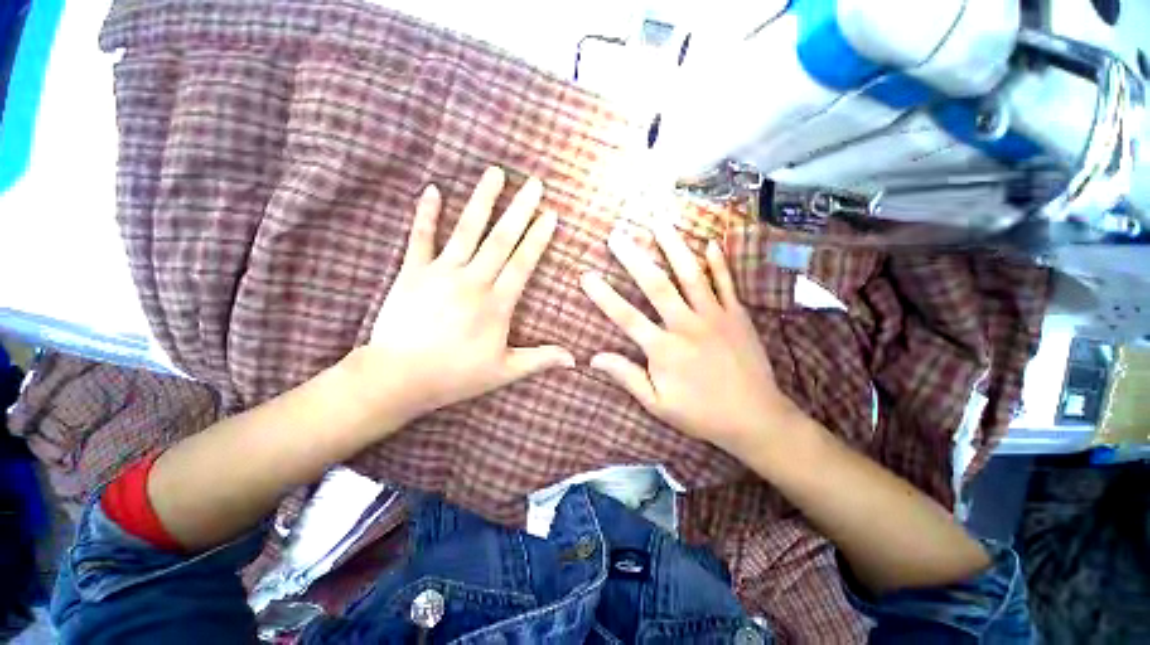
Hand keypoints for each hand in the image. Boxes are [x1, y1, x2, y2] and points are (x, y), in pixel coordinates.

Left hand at [353, 167, 573, 425]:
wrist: (398, 377)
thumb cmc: (455, 375)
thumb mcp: (504, 371)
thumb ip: (540, 360)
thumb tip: (574, 360)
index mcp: (496, 304)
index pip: (522, 263)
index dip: (538, 238)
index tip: (550, 215)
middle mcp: (472, 282)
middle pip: (501, 240)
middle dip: (520, 210)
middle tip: (534, 183)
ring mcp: (441, 273)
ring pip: (466, 230)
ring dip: (482, 200)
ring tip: (495, 173)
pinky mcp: (412, 273)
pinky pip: (420, 238)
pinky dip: (426, 214)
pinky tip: (432, 190)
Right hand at [580, 222, 801, 455]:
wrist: (755, 418)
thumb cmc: (701, 413)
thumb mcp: (658, 404)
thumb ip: (627, 376)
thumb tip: (594, 358)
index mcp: (664, 350)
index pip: (626, 317)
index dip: (603, 295)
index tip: (586, 275)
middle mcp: (687, 326)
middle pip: (656, 285)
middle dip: (633, 258)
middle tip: (617, 235)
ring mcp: (715, 316)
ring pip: (691, 274)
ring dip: (674, 246)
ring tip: (659, 222)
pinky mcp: (737, 315)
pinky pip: (727, 282)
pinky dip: (719, 261)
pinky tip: (710, 242)